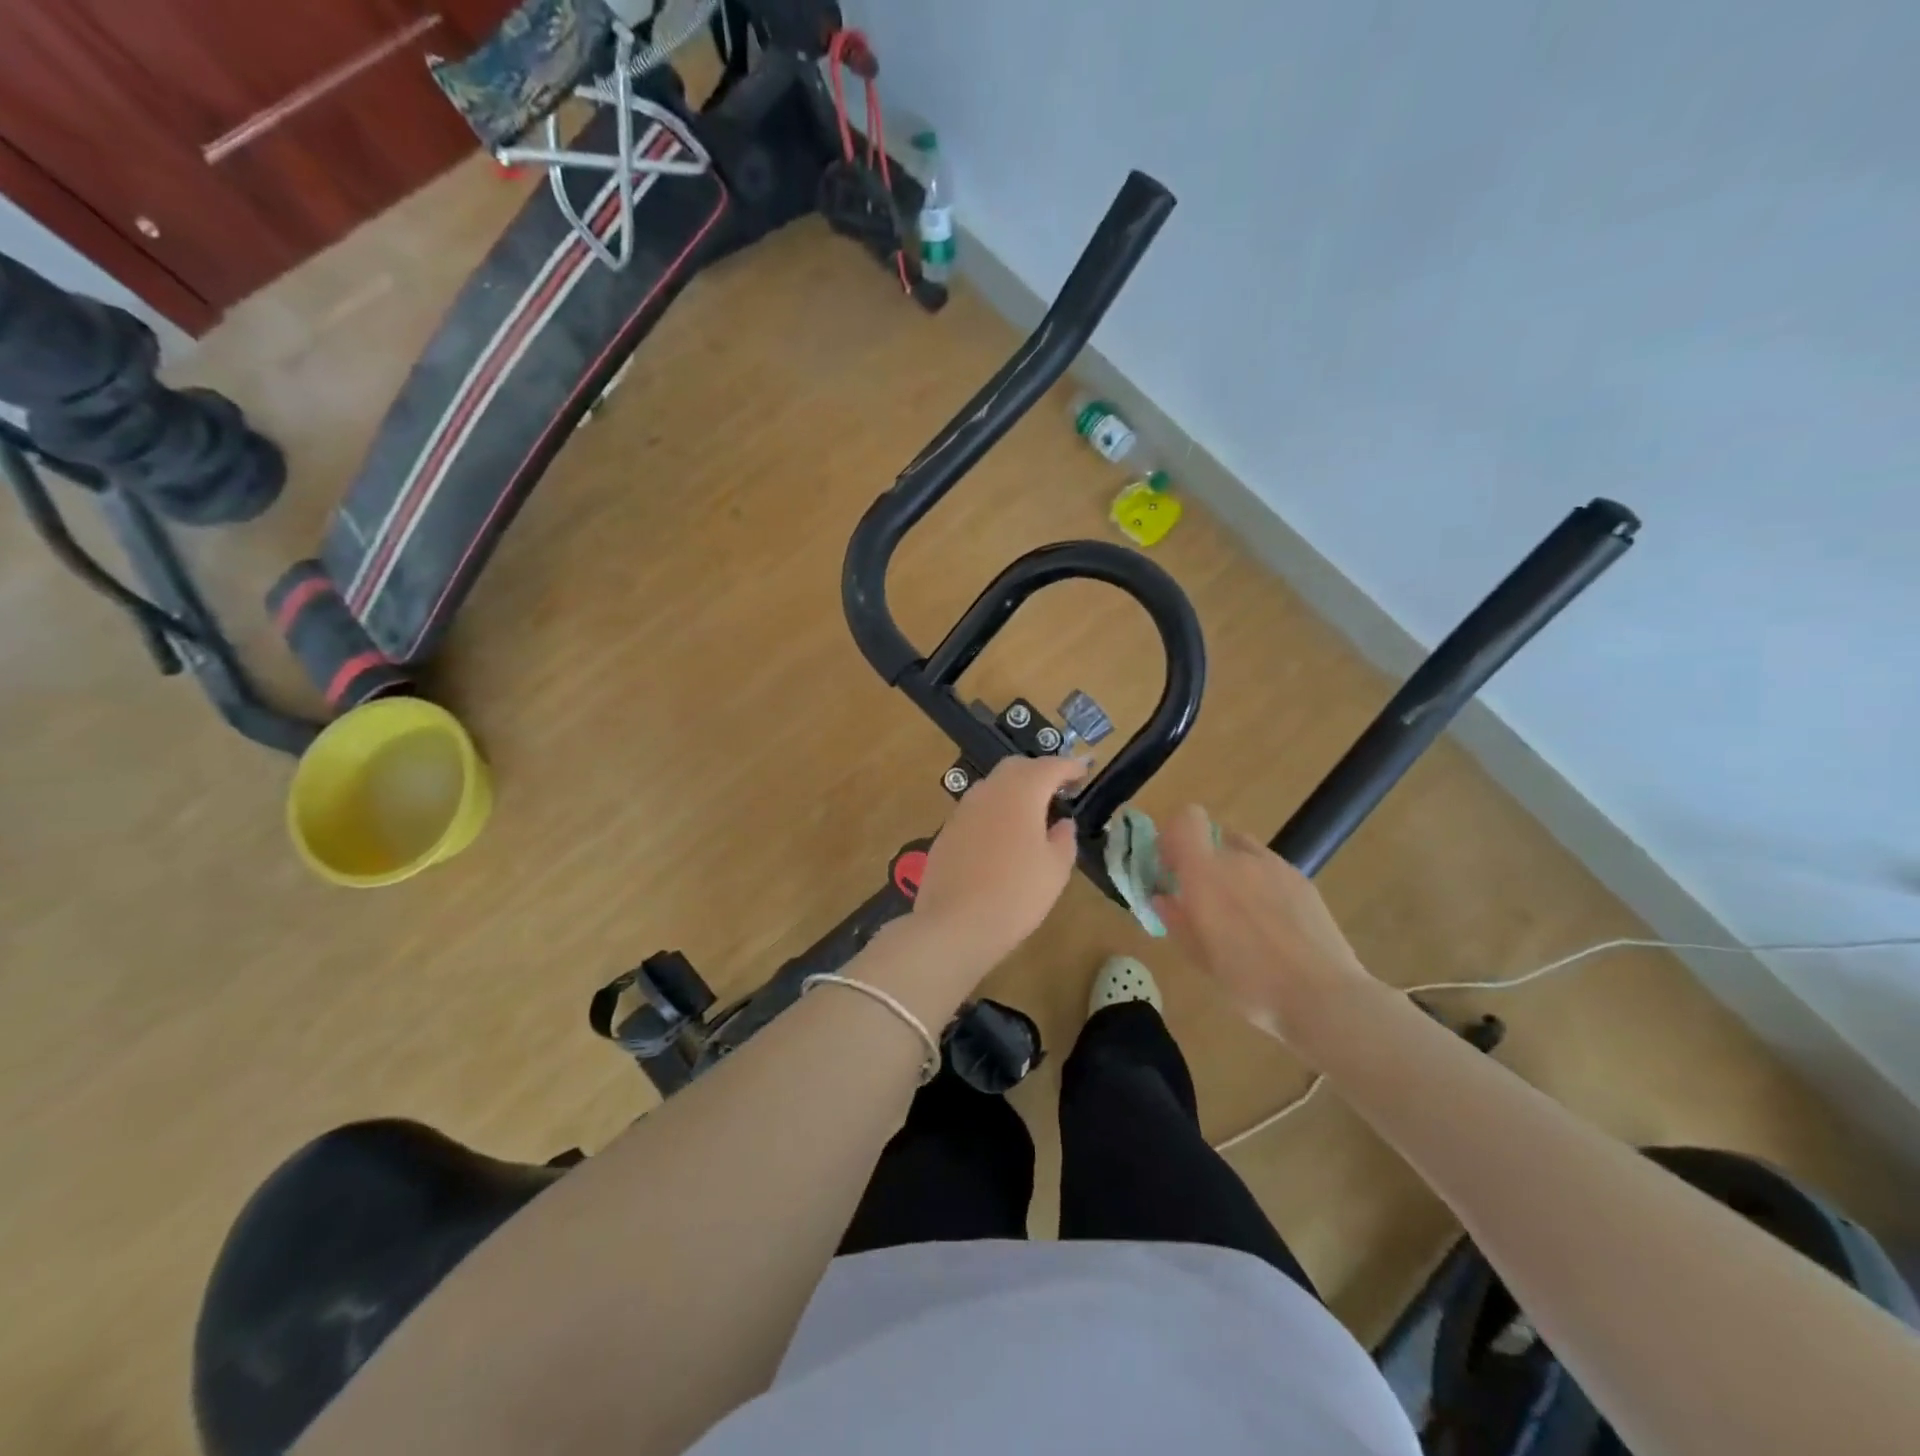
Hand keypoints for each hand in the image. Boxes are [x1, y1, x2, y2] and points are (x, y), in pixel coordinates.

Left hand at [910, 754, 1086, 975]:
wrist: (955, 924)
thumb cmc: (1016, 894)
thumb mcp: (1055, 869)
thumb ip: (1064, 839)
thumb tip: (1063, 823)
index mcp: (1021, 793)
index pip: (1050, 767)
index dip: (1069, 767)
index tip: (1084, 771)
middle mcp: (989, 791)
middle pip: (1016, 767)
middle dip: (1039, 772)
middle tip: (1059, 789)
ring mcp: (963, 809)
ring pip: (993, 786)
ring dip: (1014, 790)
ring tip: (1032, 813)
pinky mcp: (947, 830)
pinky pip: (977, 809)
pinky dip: (995, 811)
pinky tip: (1003, 835)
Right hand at [1152, 805, 1373, 1040]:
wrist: (1323, 996)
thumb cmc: (1249, 981)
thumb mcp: (1200, 957)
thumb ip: (1176, 919)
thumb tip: (1163, 897)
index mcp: (1205, 872)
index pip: (1186, 819)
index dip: (1175, 834)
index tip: (1172, 866)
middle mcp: (1239, 859)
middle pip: (1214, 840)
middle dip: (1204, 863)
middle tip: (1205, 901)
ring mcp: (1276, 867)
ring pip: (1244, 854)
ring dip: (1234, 872)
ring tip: (1242, 915)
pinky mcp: (1303, 881)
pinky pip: (1271, 871)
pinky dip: (1263, 886)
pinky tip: (1273, 925)